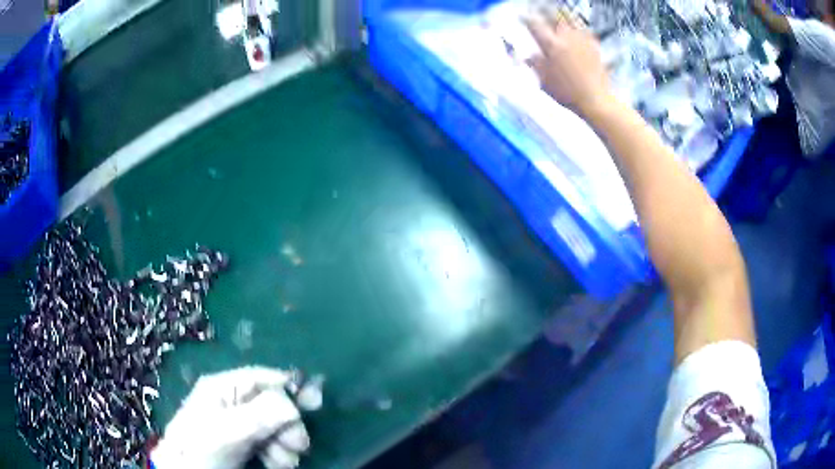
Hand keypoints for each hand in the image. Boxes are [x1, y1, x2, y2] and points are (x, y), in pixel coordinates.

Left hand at [151, 367, 310, 468]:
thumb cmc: (202, 448)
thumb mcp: (228, 431)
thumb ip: (259, 415)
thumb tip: (294, 404)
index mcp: (222, 387)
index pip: (262, 378)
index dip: (289, 388)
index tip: (315, 404)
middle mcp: (231, 401)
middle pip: (272, 404)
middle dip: (288, 425)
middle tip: (299, 446)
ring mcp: (237, 423)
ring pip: (274, 426)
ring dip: (285, 443)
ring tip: (284, 461)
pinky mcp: (243, 442)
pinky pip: (269, 442)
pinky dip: (279, 453)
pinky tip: (277, 464)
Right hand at [525, 12, 614, 116]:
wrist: (596, 100)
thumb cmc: (567, 94)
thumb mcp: (544, 81)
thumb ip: (535, 65)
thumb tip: (528, 56)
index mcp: (551, 45)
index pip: (534, 24)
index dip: (527, 20)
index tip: (523, 19)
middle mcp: (566, 37)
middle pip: (554, 17)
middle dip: (547, 16)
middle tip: (543, 19)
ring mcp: (582, 40)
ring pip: (570, 21)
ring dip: (562, 21)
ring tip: (558, 24)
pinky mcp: (594, 46)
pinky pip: (583, 31)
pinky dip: (577, 30)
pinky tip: (575, 36)